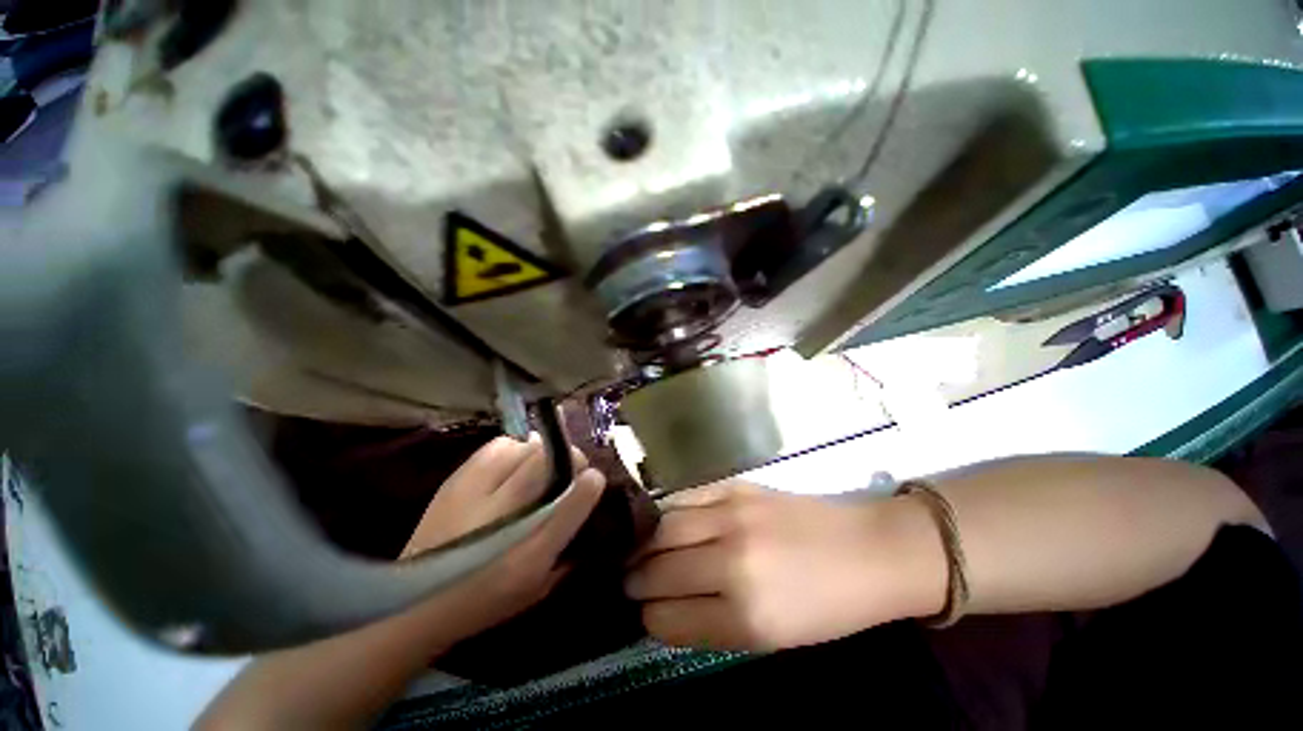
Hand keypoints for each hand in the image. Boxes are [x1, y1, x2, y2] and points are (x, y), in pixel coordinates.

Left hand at [399, 436, 604, 645]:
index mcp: (530, 555)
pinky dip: (515, 447)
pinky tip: (514, 462)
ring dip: (542, 452)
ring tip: (542, 464)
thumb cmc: (485, 600)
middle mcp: (505, 518)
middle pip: (548, 463)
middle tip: (573, 465)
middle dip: (570, 457)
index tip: (594, 477)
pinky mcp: (456, 480)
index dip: (590, 483)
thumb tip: (583, 512)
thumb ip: (567, 553)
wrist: (414, 601)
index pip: (572, 502)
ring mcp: (476, 494)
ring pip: (525, 448)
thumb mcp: (536, 587)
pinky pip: (498, 445)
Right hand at [625, 481, 945, 650]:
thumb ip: (710, 625)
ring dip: (642, 543)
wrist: (867, 550)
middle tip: (626, 580)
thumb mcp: (770, 639)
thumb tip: (663, 612)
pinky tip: (659, 520)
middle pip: (659, 568)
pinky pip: (684, 498)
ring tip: (634, 550)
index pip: (668, 617)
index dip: (648, 617)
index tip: (640, 612)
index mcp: (745, 615)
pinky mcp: (734, 487)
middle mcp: (731, 560)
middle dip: (635, 579)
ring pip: (663, 528)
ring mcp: (731, 515)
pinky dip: (665, 511)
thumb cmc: (826, 607)